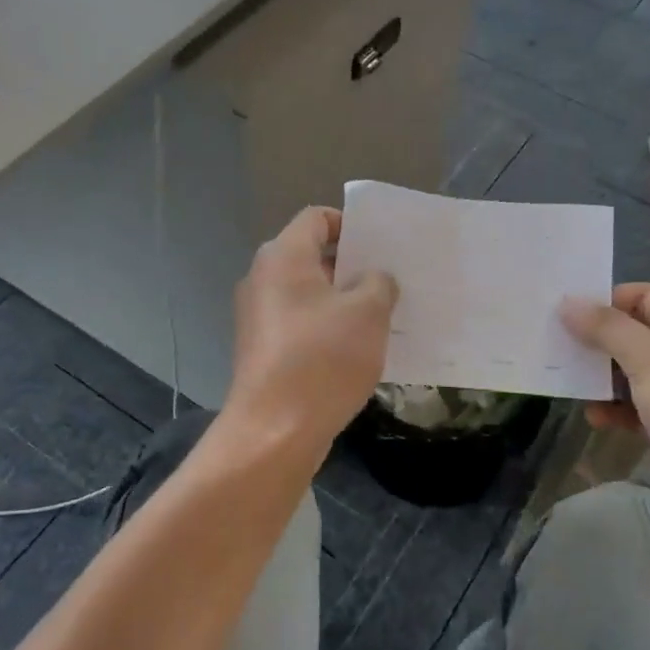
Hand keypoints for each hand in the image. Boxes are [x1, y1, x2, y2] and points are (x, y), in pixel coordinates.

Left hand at [227, 207, 397, 449]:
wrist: (274, 431)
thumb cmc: (323, 359)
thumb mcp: (368, 313)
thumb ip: (379, 283)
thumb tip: (374, 279)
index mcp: (283, 257)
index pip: (316, 218)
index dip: (350, 224)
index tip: (381, 246)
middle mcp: (263, 279)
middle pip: (311, 255)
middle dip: (352, 265)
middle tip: (390, 280)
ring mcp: (259, 317)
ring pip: (308, 293)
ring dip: (342, 299)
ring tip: (382, 315)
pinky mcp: (263, 349)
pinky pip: (300, 323)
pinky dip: (327, 327)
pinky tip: (358, 348)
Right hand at [560, 284, 649, 553]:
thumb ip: (607, 329)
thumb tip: (567, 301)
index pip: (646, 297)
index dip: (605, 302)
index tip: (561, 314)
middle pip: (640, 334)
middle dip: (600, 343)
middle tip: (556, 349)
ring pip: (639, 373)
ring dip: (606, 379)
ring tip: (569, 385)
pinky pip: (644, 406)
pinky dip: (619, 409)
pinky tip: (595, 418)